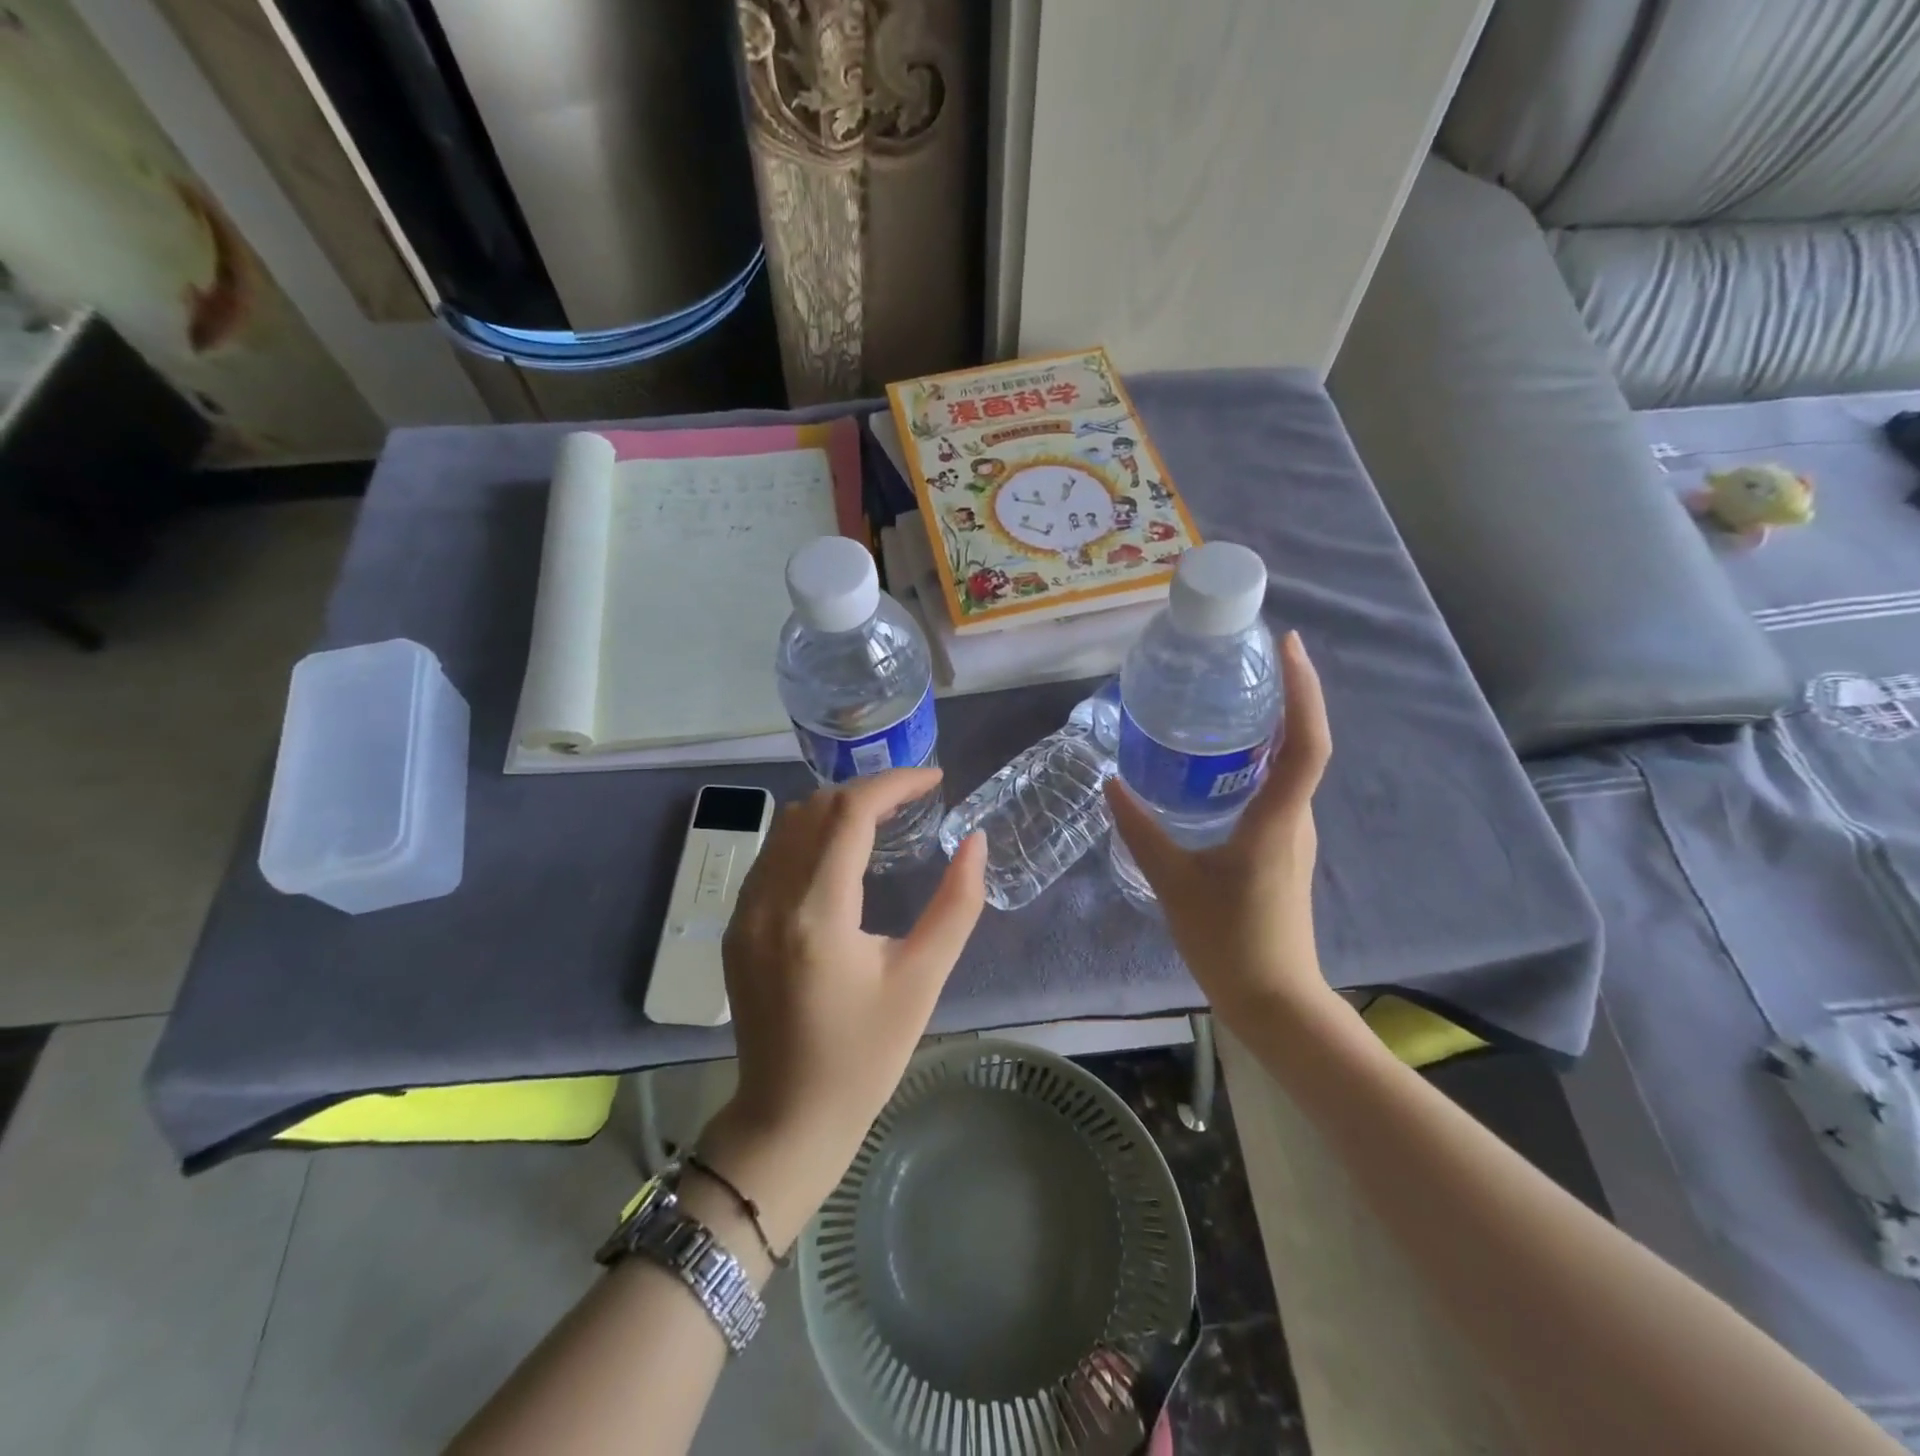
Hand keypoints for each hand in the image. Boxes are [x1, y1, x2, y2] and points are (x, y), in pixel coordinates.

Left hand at [702, 769, 985, 1248]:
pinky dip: (810, 834)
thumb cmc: (865, 1056)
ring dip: (836, 808)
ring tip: (883, 818)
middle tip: (914, 799)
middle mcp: (770, 900)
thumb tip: (976, 842)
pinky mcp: (736, 925)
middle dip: (868, 790)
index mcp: (817, 915)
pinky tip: (841, 854)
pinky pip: (772, 854)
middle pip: (816, 808)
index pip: (850, 814)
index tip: (934, 780)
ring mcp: (744, 911)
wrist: (789, 1116)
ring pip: (788, 824)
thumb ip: (956, 904)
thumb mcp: (923, 980)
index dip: (894, 784)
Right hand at [1105, 631, 1335, 1032]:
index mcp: (1278, 818)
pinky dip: (1259, 762)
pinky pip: (1276, 790)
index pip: (1307, 741)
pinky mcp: (1282, 850)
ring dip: (1273, 729)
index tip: (1288, 645)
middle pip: (1303, 744)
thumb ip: (1140, 830)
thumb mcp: (1174, 881)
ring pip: (1290, 768)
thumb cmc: (1230, 940)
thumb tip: (1111, 784)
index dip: (1304, 690)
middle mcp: (1295, 818)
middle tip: (1245, 662)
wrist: (1274, 1001)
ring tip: (1230, 701)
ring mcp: (1293, 835)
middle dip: (1286, 696)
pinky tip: (1220, 765)